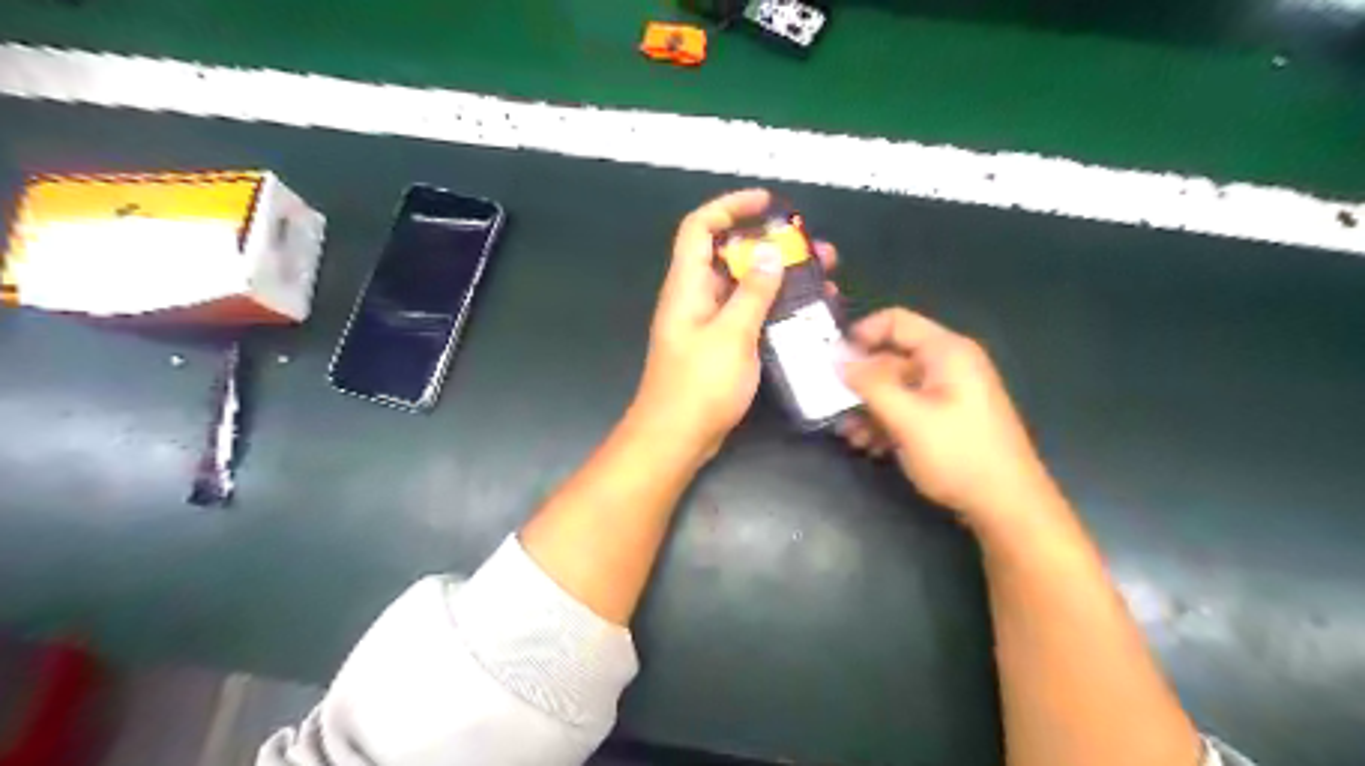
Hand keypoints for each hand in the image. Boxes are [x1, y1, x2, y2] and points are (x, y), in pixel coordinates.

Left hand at [636, 189, 837, 460]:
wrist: (677, 437)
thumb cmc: (699, 385)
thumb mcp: (731, 335)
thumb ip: (752, 292)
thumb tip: (769, 252)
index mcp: (688, 286)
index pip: (700, 227)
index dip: (730, 207)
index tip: (767, 203)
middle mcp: (695, 297)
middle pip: (730, 255)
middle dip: (770, 246)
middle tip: (814, 249)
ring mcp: (708, 323)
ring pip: (744, 287)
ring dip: (779, 278)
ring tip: (824, 278)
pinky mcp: (720, 345)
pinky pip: (747, 314)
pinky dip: (773, 308)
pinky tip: (806, 313)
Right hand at [845, 307, 1051, 529]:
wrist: (1007, 506)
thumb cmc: (959, 454)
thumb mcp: (908, 418)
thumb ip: (870, 385)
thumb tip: (837, 359)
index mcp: (946, 352)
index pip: (895, 321)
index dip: (860, 334)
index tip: (831, 360)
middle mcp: (948, 365)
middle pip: (891, 358)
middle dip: (860, 383)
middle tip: (831, 405)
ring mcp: (948, 393)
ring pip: (895, 388)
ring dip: (868, 408)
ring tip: (849, 435)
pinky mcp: (946, 418)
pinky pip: (907, 408)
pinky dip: (886, 422)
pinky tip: (870, 446)